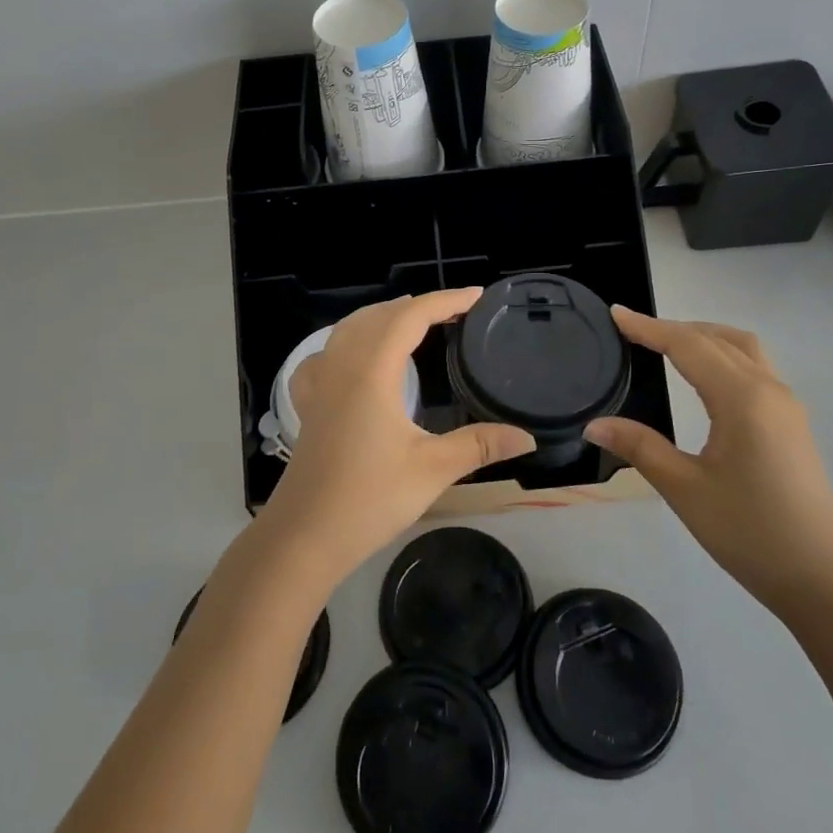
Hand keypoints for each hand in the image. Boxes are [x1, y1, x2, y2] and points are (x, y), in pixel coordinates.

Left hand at [259, 289, 535, 589]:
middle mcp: (342, 366)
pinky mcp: (309, 405)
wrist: (305, 536)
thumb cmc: (369, 498)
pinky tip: (352, 358)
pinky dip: (346, 341)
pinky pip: (325, 355)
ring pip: (349, 328)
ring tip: (412, 321)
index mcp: (372, 371)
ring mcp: (320, 384)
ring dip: (383, 317)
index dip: (445, 301)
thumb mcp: (432, 470)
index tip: (476, 296)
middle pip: (379, 315)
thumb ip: (480, 446)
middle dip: (418, 306)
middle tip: (455, 312)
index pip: (411, 316)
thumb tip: (527, 437)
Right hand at [586, 307, 832, 613]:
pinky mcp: (792, 422)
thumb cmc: (750, 532)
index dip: (648, 328)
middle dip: (673, 328)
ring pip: (742, 348)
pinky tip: (704, 376)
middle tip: (632, 330)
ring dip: (704, 336)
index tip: (615, 313)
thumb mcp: (685, 489)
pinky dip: (723, 354)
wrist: (822, 578)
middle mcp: (768, 388)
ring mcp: (786, 404)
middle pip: (716, 338)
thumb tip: (595, 423)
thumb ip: (640, 447)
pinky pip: (754, 366)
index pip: (688, 345)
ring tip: (667, 344)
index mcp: (742, 398)